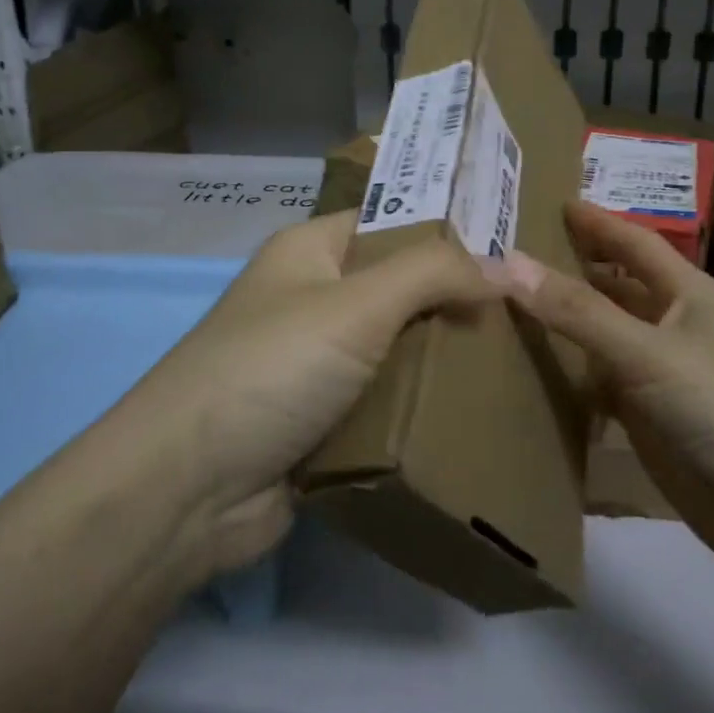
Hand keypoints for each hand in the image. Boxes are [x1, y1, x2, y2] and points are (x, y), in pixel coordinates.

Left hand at [128, 210, 497, 575]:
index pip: (391, 222)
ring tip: (516, 363)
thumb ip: (432, 274)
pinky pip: (383, 402)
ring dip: (442, 361)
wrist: (187, 489)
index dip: (448, 234)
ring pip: (396, 349)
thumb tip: (503, 267)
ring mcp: (314, 364)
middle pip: (399, 289)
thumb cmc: (271, 370)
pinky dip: (419, 407)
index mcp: (310, 251)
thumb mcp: (355, 304)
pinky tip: (474, 413)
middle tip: (526, 315)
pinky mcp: (320, 421)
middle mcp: (311, 299)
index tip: (514, 254)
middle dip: (455, 303)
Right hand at [487, 201, 713, 594]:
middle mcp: (676, 329)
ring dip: (567, 326)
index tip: (554, 201)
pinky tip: (534, 377)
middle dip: (573, 269)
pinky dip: (573, 380)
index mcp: (688, 296)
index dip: (597, 222)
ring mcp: (665, 379)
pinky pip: (604, 389)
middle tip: (513, 254)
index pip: (634, 244)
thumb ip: (578, 311)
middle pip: (616, 289)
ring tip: (507, 308)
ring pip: (606, 340)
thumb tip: (507, 262)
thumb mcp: (648, 353)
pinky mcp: (656, 425)